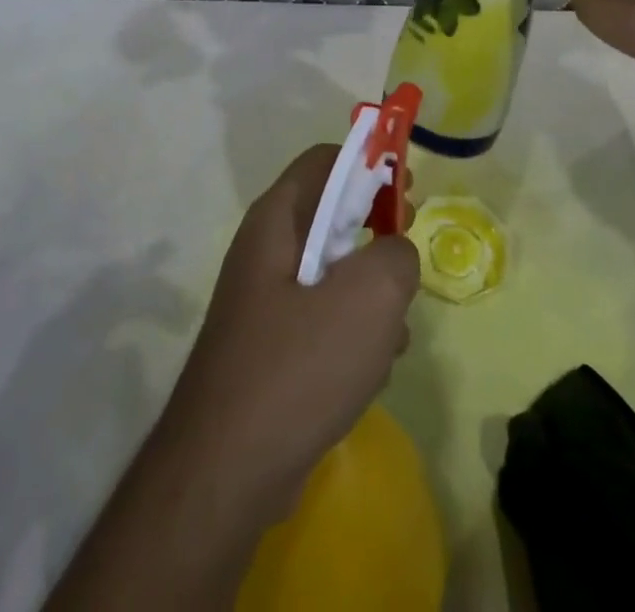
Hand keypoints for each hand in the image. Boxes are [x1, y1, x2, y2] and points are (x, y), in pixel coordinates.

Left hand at [157, 145, 419, 516]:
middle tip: (406, 259)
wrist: (226, 473)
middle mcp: (265, 251)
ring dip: (370, 294)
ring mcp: (265, 302)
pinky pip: (322, 320)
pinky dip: (352, 333)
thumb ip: (396, 256)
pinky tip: (371, 370)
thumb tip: (396, 253)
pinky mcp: (271, 348)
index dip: (370, 163)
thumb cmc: (297, 366)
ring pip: (333, 272)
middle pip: (331, 215)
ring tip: (392, 331)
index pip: (324, 160)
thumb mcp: (368, 297)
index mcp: (277, 220)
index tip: (408, 188)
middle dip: (376, 233)